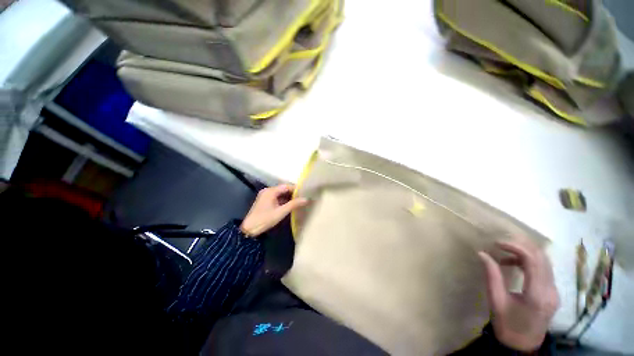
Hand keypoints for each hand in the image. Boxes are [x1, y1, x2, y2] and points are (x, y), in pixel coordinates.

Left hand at [240, 184, 307, 237]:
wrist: (250, 228)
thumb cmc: (265, 219)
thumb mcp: (281, 212)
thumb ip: (293, 205)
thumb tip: (306, 199)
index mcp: (270, 191)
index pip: (286, 186)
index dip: (296, 189)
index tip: (306, 193)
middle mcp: (267, 191)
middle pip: (282, 189)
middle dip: (293, 193)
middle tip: (303, 198)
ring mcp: (264, 196)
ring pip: (279, 194)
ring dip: (288, 198)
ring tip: (298, 202)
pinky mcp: (264, 202)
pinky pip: (275, 198)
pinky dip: (282, 201)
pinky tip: (289, 206)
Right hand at [478, 237, 559, 351]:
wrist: (522, 348)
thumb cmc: (508, 330)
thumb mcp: (497, 307)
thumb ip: (493, 279)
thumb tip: (483, 255)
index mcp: (536, 295)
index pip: (532, 259)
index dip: (516, 246)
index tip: (498, 244)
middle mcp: (550, 288)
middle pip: (540, 255)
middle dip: (522, 246)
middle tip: (503, 246)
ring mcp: (555, 289)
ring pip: (545, 260)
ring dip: (528, 254)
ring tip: (509, 256)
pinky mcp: (555, 290)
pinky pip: (546, 268)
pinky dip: (534, 263)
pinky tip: (522, 267)